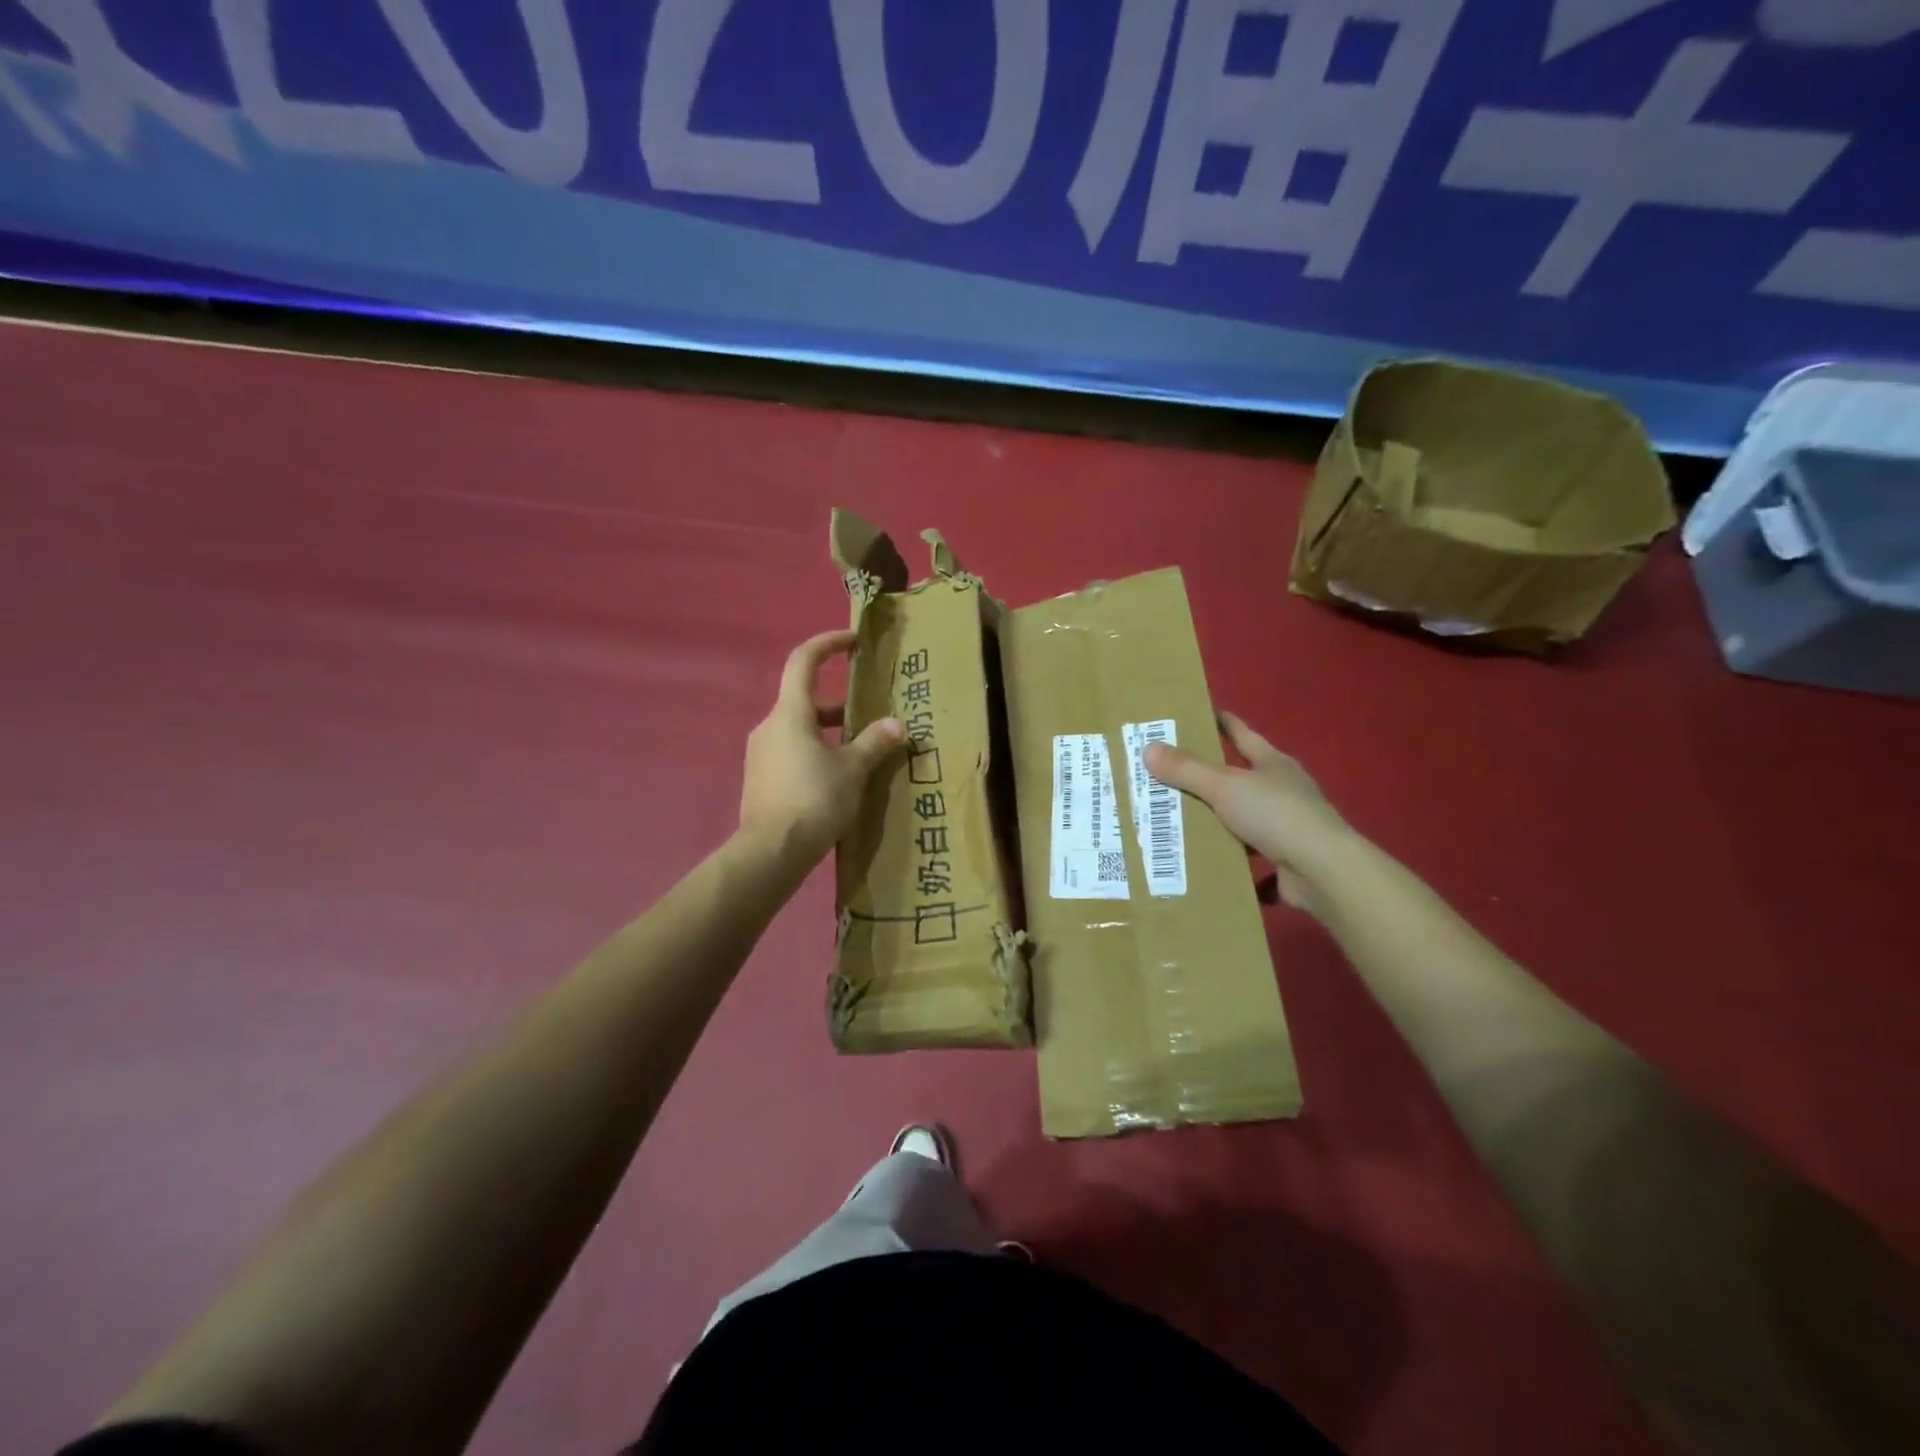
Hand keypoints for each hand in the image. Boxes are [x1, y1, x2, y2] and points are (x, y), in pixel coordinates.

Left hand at [739, 630, 903, 866]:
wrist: (770, 853)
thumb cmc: (813, 800)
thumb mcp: (853, 770)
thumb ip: (874, 743)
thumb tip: (896, 725)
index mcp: (790, 713)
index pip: (803, 660)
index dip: (827, 643)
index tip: (852, 640)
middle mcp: (770, 726)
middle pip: (804, 700)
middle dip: (839, 704)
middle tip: (869, 714)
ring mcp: (761, 754)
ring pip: (799, 730)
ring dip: (829, 733)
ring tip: (861, 753)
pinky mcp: (761, 780)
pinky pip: (792, 753)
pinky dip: (816, 754)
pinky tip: (838, 780)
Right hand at [1144, 712, 1354, 913]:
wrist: (1323, 871)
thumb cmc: (1276, 815)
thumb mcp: (1224, 787)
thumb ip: (1187, 770)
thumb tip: (1148, 748)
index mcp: (1272, 763)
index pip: (1241, 733)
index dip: (1220, 722)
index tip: (1195, 714)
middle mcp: (1282, 789)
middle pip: (1239, 775)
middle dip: (1208, 775)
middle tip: (1168, 772)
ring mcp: (1286, 825)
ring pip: (1241, 816)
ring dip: (1215, 818)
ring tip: (1176, 819)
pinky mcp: (1284, 858)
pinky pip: (1247, 853)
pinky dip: (1228, 855)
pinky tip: (1204, 859)